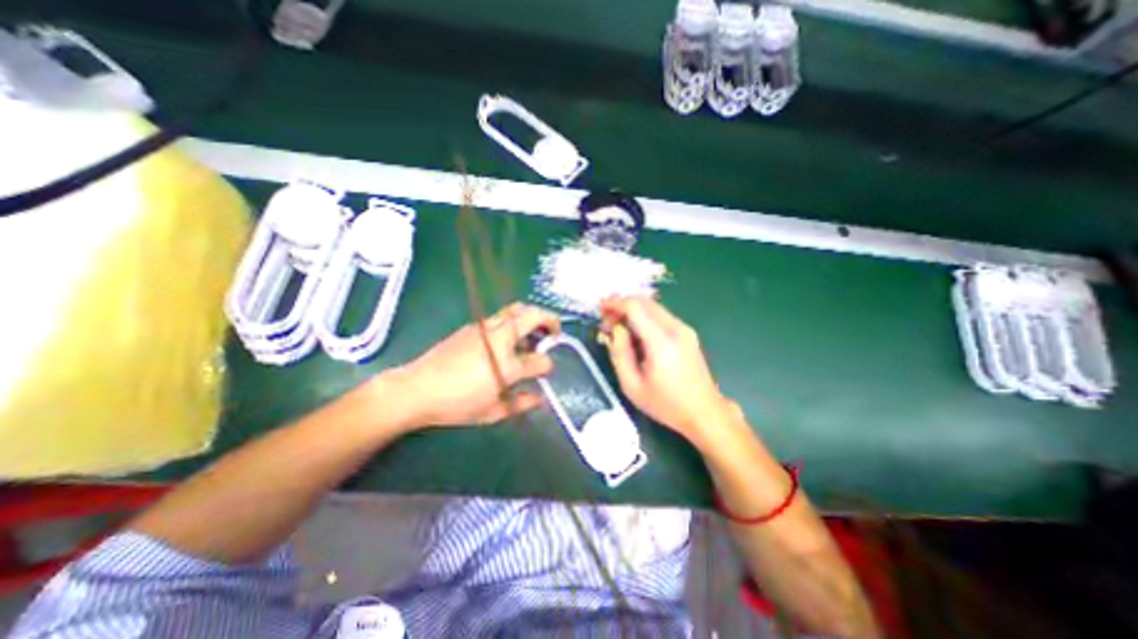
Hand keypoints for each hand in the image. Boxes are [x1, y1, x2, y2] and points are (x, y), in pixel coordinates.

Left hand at [392, 303, 559, 427]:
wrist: (417, 389)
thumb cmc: (456, 404)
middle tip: (553, 333)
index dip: (548, 365)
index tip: (547, 370)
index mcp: (507, 364)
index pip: (540, 360)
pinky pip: (501, 316)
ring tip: (533, 333)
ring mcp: (486, 328)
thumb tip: (539, 398)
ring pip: (517, 309)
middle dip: (550, 320)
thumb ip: (521, 404)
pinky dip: (514, 322)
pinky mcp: (473, 326)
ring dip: (532, 317)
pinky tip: (508, 339)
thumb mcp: (493, 412)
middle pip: (533, 315)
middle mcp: (500, 339)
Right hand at [598, 298, 744, 451]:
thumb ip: (619, 353)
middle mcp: (676, 329)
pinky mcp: (688, 332)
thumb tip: (615, 328)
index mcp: (661, 342)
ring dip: (633, 310)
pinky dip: (644, 316)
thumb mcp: (632, 385)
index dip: (615, 304)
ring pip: (653, 306)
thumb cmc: (666, 404)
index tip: (600, 309)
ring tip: (617, 325)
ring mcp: (685, 329)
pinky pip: (661, 315)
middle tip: (606, 317)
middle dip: (622, 304)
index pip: (635, 308)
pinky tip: (635, 330)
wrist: (704, 412)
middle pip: (644, 302)